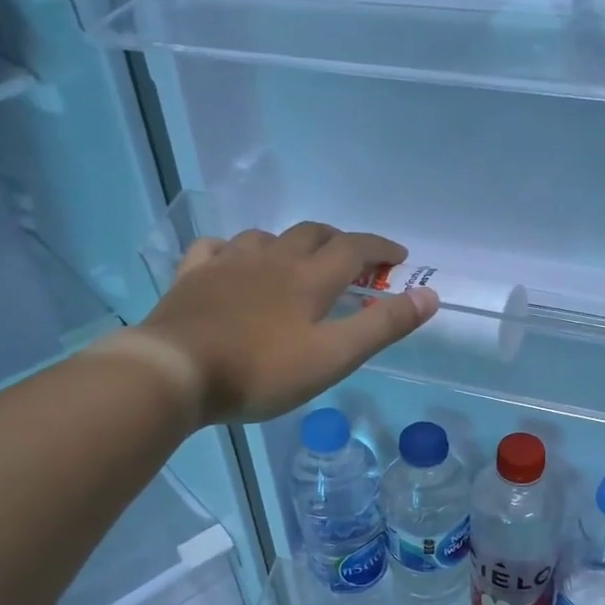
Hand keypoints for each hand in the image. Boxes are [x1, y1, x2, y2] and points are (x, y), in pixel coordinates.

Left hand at [140, 222, 438, 422]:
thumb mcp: (333, 357)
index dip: (380, 249)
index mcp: (309, 278)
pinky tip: (231, 261)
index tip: (398, 257)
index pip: (355, 249)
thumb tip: (429, 296)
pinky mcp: (192, 277)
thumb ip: (381, 326)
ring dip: (288, 243)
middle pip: (311, 233)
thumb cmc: (261, 370)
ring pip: (265, 236)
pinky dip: (233, 250)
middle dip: (338, 241)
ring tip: (294, 261)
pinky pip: (215, 248)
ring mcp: (228, 263)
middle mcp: (272, 259)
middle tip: (351, 259)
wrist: (176, 371)